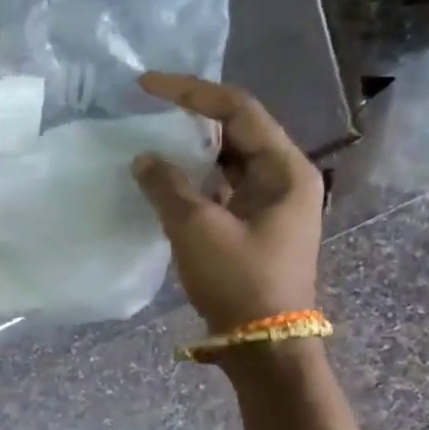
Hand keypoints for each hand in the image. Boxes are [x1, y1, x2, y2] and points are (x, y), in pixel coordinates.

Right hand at [131, 74, 323, 332]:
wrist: (264, 345)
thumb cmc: (239, 281)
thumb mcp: (197, 228)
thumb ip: (167, 186)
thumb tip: (144, 158)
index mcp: (284, 169)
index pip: (238, 109)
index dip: (191, 92)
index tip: (146, 84)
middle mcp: (284, 177)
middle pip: (236, 130)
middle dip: (190, 117)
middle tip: (146, 108)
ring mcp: (270, 202)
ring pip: (226, 159)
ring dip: (190, 149)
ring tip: (150, 139)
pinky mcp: (254, 224)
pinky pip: (221, 186)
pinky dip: (193, 178)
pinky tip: (163, 179)